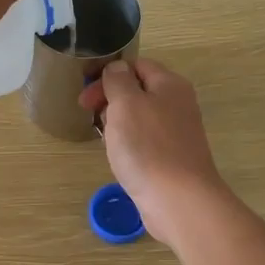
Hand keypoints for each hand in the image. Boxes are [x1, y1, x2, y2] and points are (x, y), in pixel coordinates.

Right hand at [79, 58, 229, 247]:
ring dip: (117, 123)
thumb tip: (117, 69)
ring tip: (102, 137)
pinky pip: (145, 141)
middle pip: (138, 90)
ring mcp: (177, 133)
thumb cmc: (147, 147)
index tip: (86, 93)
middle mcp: (178, 104)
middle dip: (110, 98)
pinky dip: (128, 144)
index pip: (137, 65)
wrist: (178, 200)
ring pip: (139, 117)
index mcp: (170, 84)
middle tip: (89, 114)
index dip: (109, 73)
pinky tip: (119, 157)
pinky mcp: (172, 158)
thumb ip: (118, 80)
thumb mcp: (126, 103)